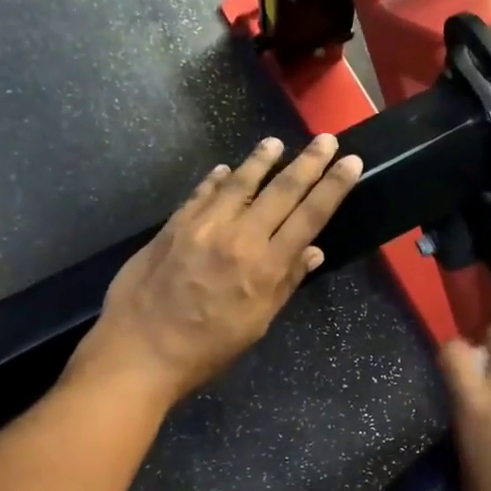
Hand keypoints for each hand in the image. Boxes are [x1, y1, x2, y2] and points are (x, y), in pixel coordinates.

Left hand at [72, 134, 361, 405]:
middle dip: (308, 163)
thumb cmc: (206, 350)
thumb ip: (284, 284)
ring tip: (276, 143)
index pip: (309, 217)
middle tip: (326, 139)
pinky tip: (224, 170)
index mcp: (265, 267)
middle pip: (281, 191)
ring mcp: (202, 227)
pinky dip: (216, 180)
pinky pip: (201, 194)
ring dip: (261, 160)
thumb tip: (313, 251)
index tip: (351, 163)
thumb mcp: (256, 325)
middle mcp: (238, 237)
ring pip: (239, 183)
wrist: (139, 352)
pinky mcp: (173, 226)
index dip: (333, 187)